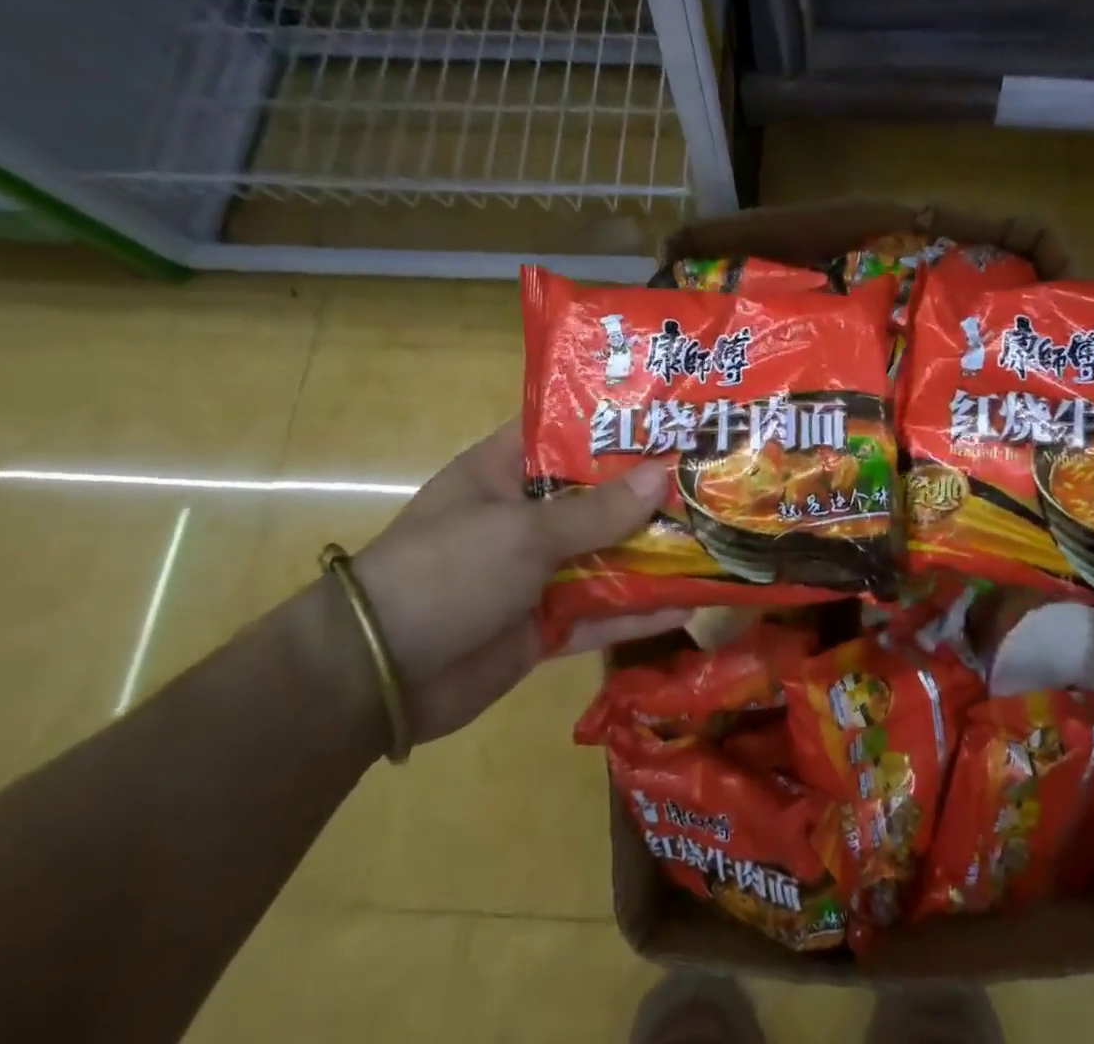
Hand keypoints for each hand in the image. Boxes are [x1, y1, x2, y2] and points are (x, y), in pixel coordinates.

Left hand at [348, 418, 687, 742]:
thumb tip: (665, 475)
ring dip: (655, 552)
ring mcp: (537, 571)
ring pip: (608, 555)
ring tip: (718, 534)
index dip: (616, 421)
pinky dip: (640, 611)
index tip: (671, 413)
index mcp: (506, 473)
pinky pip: (602, 612)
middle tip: (713, 472)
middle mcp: (525, 516)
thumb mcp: (522, 532)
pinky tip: (691, 604)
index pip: (567, 431)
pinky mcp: (545, 623)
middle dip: (651, 490)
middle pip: (599, 496)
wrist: (375, 679)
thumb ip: (597, 510)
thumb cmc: (445, 572)